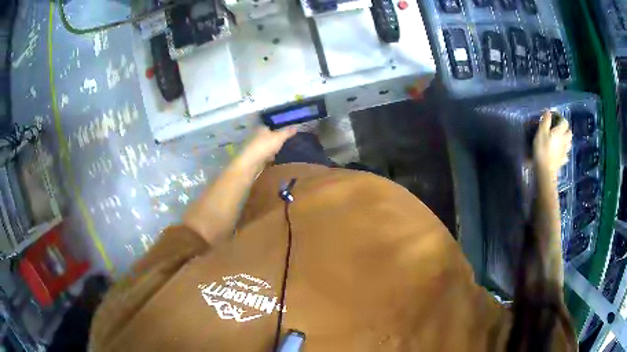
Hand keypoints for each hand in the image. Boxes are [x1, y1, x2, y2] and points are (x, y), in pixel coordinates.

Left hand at [238, 127, 296, 169]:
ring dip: (271, 147)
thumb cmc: (265, 145)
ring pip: (265, 145)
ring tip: (282, 149)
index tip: (286, 130)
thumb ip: (287, 132)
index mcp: (261, 128)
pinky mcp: (255, 156)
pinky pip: (264, 154)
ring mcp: (254, 146)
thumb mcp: (279, 137)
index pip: (270, 125)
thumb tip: (295, 127)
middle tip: (286, 140)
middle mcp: (256, 135)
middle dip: (274, 138)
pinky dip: (269, 156)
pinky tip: (274, 158)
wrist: (252, 162)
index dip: (277, 127)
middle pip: (267, 135)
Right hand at [533, 111, 571, 180]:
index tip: (555, 118)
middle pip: (569, 133)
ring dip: (567, 140)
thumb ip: (546, 120)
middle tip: (559, 129)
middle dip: (566, 129)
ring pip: (569, 143)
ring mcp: (564, 152)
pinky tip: (561, 153)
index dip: (561, 118)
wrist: (545, 171)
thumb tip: (548, 111)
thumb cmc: (542, 149)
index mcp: (560, 132)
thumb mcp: (541, 132)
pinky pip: (566, 154)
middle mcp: (564, 140)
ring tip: (561, 140)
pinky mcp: (562, 161)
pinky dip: (564, 152)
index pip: (565, 122)